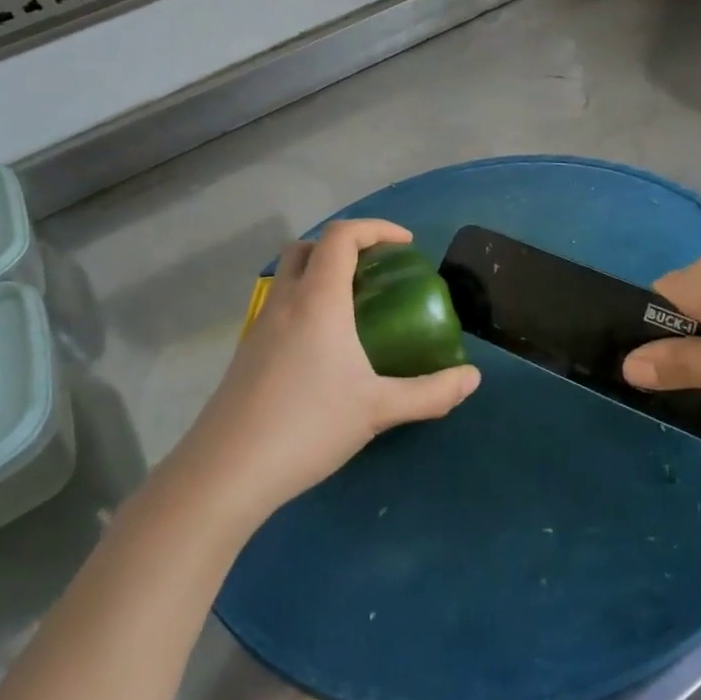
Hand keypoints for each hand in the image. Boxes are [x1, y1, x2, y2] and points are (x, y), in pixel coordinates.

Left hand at [165, 220, 480, 528]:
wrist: (227, 471)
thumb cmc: (308, 426)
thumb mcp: (379, 409)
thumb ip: (431, 393)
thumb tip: (473, 378)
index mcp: (318, 300)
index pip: (342, 237)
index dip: (376, 229)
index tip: (406, 245)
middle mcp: (284, 302)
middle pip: (308, 248)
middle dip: (344, 247)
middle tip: (376, 273)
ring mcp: (259, 327)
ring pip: (287, 277)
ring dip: (320, 275)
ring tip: (355, 310)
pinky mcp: (246, 353)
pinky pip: (279, 307)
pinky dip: (305, 305)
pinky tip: (325, 349)